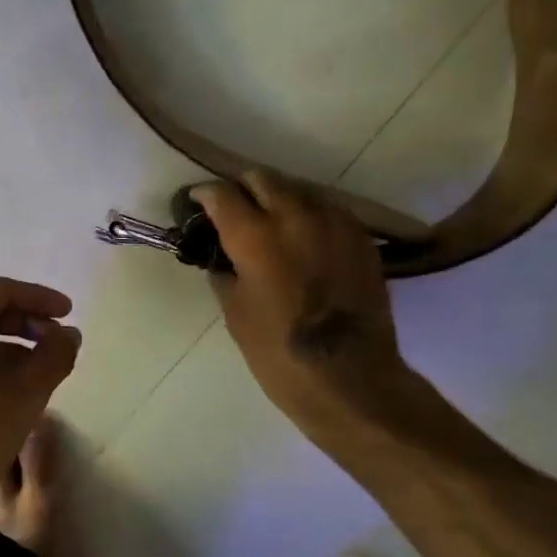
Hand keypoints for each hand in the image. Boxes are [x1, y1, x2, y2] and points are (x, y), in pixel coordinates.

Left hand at [0, 277, 82, 488]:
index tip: (68, 313)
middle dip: (24, 324)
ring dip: (7, 349)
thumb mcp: (31, 388)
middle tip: (55, 341)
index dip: (40, 298)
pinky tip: (4, 397)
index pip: (1, 291)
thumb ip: (56, 352)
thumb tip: (68, 334)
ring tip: (36, 374)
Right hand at [193, 170, 412, 437]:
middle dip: (242, 188)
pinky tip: (304, 237)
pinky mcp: (360, 237)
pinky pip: (328, 209)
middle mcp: (295, 217)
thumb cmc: (278, 352)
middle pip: (262, 178)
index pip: (221, 194)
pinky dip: (309, 214)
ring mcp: (333, 223)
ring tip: (270, 222)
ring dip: (278, 198)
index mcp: (255, 235)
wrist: (350, 379)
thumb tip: (223, 256)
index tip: (196, 203)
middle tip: (234, 208)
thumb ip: (225, 273)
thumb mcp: (235, 312)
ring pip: (298, 188)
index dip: (203, 195)